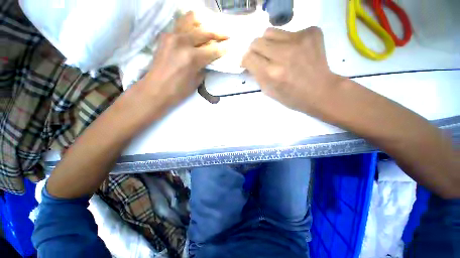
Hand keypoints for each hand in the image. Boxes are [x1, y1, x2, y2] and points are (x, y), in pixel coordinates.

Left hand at [139, 12, 226, 107]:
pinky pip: (181, 25)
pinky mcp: (165, 36)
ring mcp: (172, 36)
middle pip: (205, 32)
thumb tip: (209, 60)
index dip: (224, 48)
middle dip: (219, 34)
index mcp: (192, 58)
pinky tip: (196, 31)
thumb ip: (204, 67)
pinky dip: (191, 25)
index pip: (213, 50)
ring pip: (191, 20)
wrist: (155, 89)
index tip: (231, 45)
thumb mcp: (196, 81)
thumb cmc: (178, 91)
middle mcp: (183, 42)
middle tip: (227, 35)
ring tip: (210, 29)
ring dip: (204, 24)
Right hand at [242, 27, 342, 115]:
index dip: (246, 60)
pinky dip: (287, 41)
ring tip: (277, 53)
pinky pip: (289, 31)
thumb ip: (256, 75)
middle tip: (261, 58)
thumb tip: (249, 62)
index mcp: (271, 73)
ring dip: (269, 43)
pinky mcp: (311, 32)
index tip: (249, 63)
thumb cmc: (292, 97)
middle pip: (257, 42)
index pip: (248, 57)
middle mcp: (283, 54)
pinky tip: (294, 51)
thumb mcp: (269, 91)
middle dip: (255, 51)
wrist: (321, 91)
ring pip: (270, 32)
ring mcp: (299, 40)